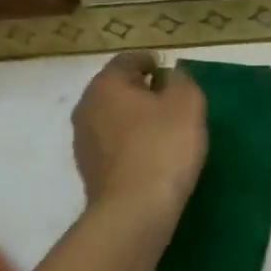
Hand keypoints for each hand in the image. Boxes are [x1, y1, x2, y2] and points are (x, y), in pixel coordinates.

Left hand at [72, 52, 207, 224]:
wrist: (134, 210)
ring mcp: (83, 142)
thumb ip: (181, 81)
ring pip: (113, 118)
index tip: (168, 71)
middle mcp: (86, 107)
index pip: (128, 60)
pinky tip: (151, 156)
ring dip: (134, 119)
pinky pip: (113, 146)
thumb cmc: (163, 146)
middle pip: (116, 89)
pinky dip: (130, 144)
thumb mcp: (187, 103)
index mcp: (106, 84)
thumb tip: (170, 77)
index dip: (150, 62)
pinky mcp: (89, 171)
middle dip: (141, 91)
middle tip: (170, 100)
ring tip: (163, 130)